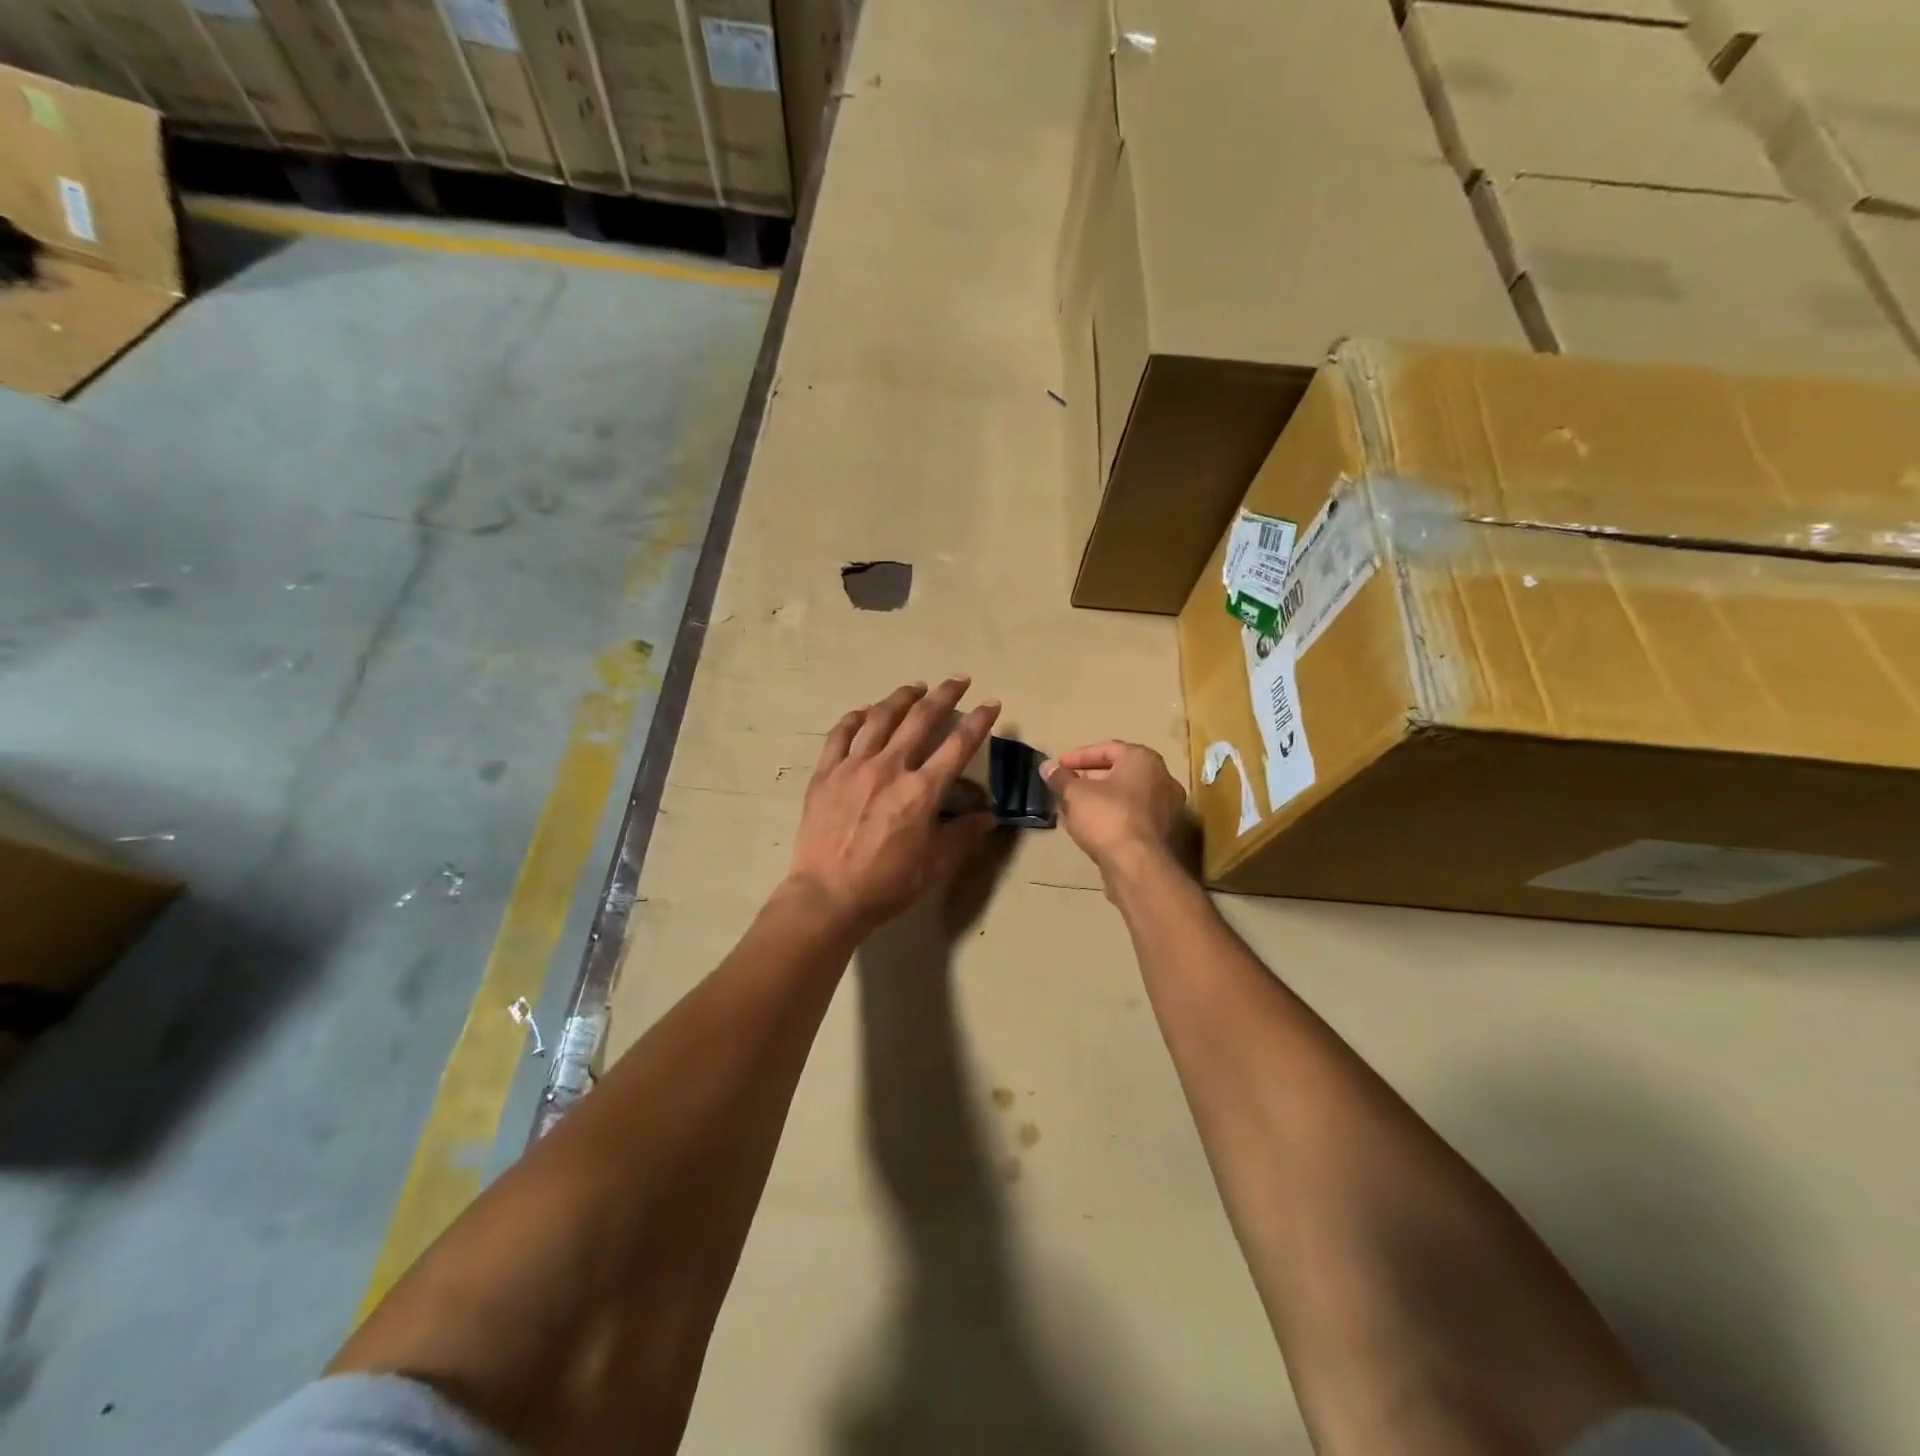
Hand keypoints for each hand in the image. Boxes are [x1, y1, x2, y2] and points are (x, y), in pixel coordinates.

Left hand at [787, 678, 1001, 932]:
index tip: (991, 704)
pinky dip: (856, 717)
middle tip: (958, 680)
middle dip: (944, 695)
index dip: (979, 721)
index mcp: (921, 791)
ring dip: (901, 697)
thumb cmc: (887, 885)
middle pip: (921, 719)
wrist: (827, 896)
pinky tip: (865, 711)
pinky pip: (841, 734)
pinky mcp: (826, 772)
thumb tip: (988, 816)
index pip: (958, 745)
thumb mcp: (935, 865)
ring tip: (915, 687)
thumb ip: (963, 835)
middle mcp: (890, 768)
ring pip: (880, 717)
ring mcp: (853, 766)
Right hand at [1041, 742, 1185, 880]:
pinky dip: (1114, 815)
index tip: (1059, 766)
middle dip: (1090, 778)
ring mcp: (1168, 807)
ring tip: (1075, 808)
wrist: (1138, 866)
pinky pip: (1135, 815)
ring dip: (1101, 798)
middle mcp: (1163, 778)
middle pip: (1120, 771)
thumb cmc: (1107, 818)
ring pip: (1127, 795)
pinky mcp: (1165, 833)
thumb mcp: (1075, 794)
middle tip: (1066, 786)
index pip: (1108, 749)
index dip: (1078, 757)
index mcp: (1144, 760)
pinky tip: (1093, 827)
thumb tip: (1047, 767)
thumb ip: (1060, 778)